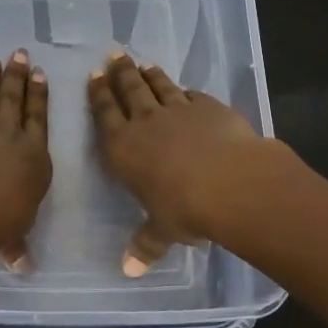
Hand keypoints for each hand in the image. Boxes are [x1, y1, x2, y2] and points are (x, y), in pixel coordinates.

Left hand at [0, 47, 51, 270]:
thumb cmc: (2, 217)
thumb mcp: (13, 234)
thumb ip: (16, 245)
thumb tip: (23, 268)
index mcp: (32, 158)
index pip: (37, 124)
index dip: (40, 101)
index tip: (42, 80)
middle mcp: (11, 133)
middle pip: (17, 101)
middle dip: (20, 79)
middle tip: (24, 58)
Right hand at [87, 52, 261, 275]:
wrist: (232, 182)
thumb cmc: (185, 209)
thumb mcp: (162, 231)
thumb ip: (146, 245)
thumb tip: (130, 272)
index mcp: (123, 147)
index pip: (105, 114)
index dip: (98, 95)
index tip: (94, 76)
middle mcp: (146, 122)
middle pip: (129, 90)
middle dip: (120, 73)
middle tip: (114, 56)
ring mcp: (179, 110)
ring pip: (160, 86)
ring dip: (149, 74)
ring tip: (142, 63)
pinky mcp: (210, 108)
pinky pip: (192, 95)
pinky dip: (185, 90)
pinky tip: (184, 89)